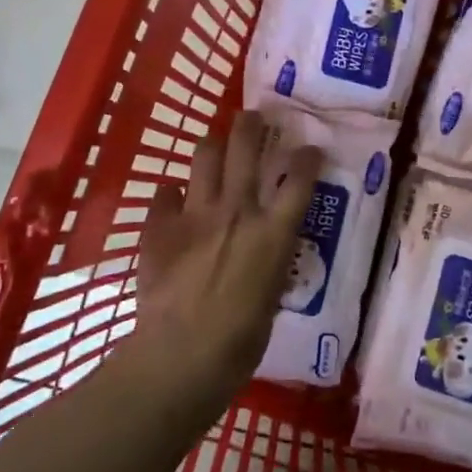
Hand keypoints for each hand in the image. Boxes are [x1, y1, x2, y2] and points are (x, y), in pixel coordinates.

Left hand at [132, 110, 323, 403]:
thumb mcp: (271, 296)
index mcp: (272, 232)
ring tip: (214, 144)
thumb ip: (268, 262)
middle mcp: (237, 210)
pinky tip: (173, 199)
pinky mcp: (160, 227)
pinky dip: (172, 194)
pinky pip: (165, 194)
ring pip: (204, 156)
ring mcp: (195, 214)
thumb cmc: (240, 341)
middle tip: (253, 117)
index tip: (310, 148)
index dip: (307, 158)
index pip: (299, 180)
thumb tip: (261, 253)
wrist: (181, 355)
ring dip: (212, 145)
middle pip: (245, 148)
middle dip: (251, 125)